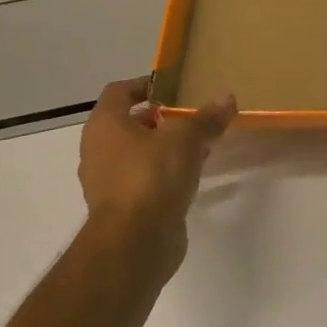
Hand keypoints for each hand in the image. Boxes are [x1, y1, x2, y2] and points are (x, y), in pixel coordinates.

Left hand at [77, 77, 235, 277]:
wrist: (135, 241)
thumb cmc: (152, 176)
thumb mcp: (186, 139)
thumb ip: (206, 118)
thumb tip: (227, 97)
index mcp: (105, 125)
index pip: (119, 92)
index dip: (146, 85)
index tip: (175, 87)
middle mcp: (99, 150)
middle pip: (128, 124)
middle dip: (160, 118)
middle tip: (192, 116)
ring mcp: (108, 182)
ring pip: (138, 154)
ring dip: (164, 148)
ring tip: (198, 144)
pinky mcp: (123, 208)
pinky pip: (145, 180)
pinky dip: (165, 174)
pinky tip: (192, 175)